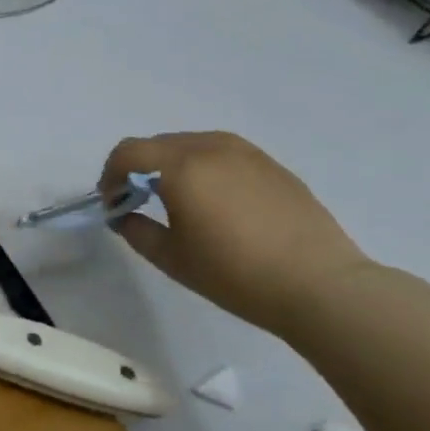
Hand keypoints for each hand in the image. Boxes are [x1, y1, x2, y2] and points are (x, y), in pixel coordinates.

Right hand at [102, 132, 373, 335]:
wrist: (320, 286)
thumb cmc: (235, 273)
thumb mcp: (169, 257)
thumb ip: (134, 229)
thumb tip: (124, 214)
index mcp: (181, 167)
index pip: (127, 152)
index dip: (110, 175)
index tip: (113, 204)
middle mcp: (212, 148)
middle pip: (157, 144)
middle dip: (138, 168)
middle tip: (138, 202)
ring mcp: (247, 153)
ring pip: (190, 145)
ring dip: (170, 165)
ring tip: (176, 200)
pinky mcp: (273, 166)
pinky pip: (222, 154)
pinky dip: (203, 168)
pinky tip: (215, 203)